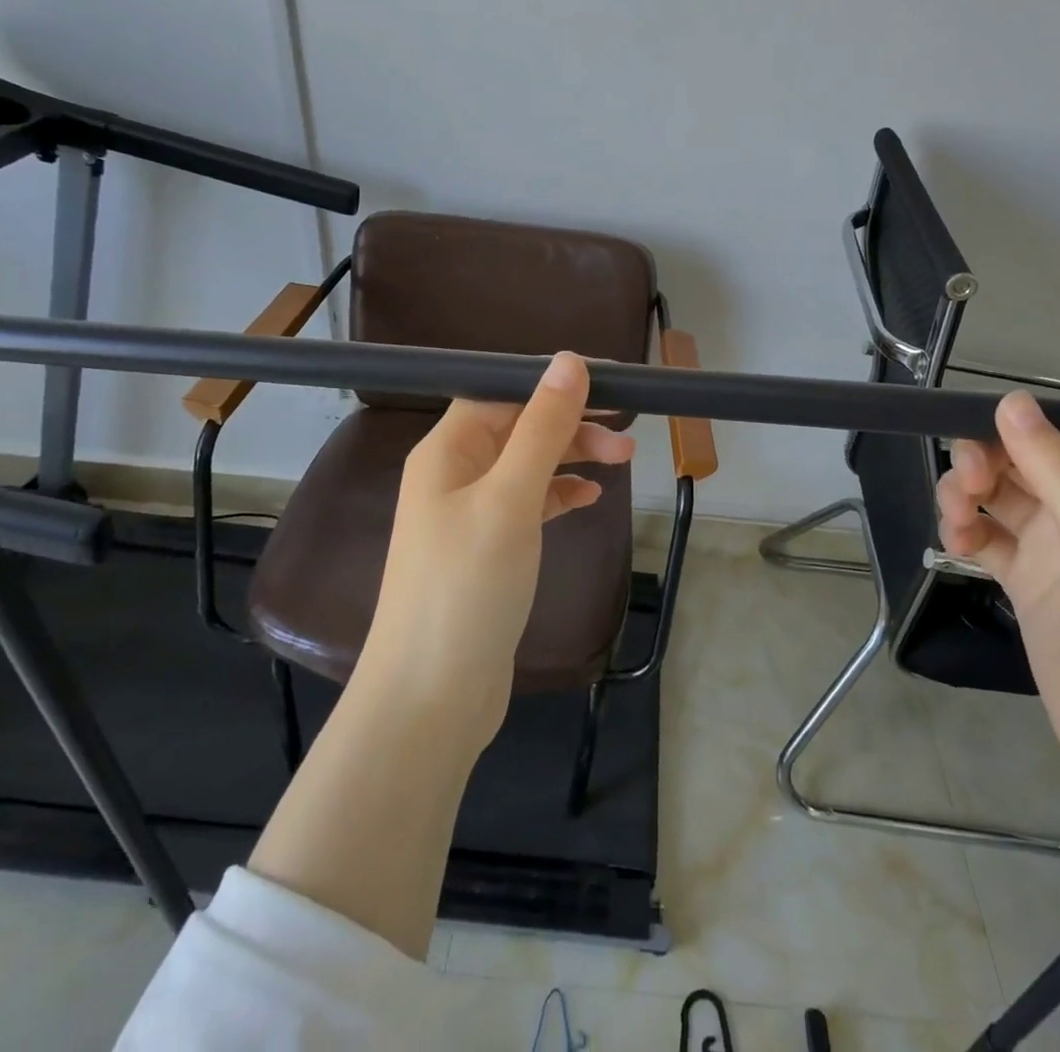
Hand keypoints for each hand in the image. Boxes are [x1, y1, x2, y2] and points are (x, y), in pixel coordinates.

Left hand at [360, 351, 633, 748]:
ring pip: (527, 465)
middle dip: (571, 423)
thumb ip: (542, 429)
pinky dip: (559, 495)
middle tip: (628, 431)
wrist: (430, 698)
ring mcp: (468, 515)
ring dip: (572, 456)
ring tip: (624, 460)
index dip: (552, 382)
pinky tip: (590, 498)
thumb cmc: (467, 587)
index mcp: (446, 451)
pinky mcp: (487, 551)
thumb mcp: (510, 499)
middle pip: (518, 427)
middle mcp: (453, 474)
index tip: (609, 383)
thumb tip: (569, 360)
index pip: (501, 392)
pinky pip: (528, 504)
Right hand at [940, 393, 1059, 1012]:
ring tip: (953, 522)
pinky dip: (966, 536)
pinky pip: (989, 543)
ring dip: (967, 499)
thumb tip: (1011, 399)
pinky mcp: (1032, 590)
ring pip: (999, 501)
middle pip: (1021, 466)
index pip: (1058, 440)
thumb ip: (1055, 470)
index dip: (1011, 433)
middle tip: (964, 490)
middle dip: (983, 467)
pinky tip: (953, 546)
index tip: (968, 441)